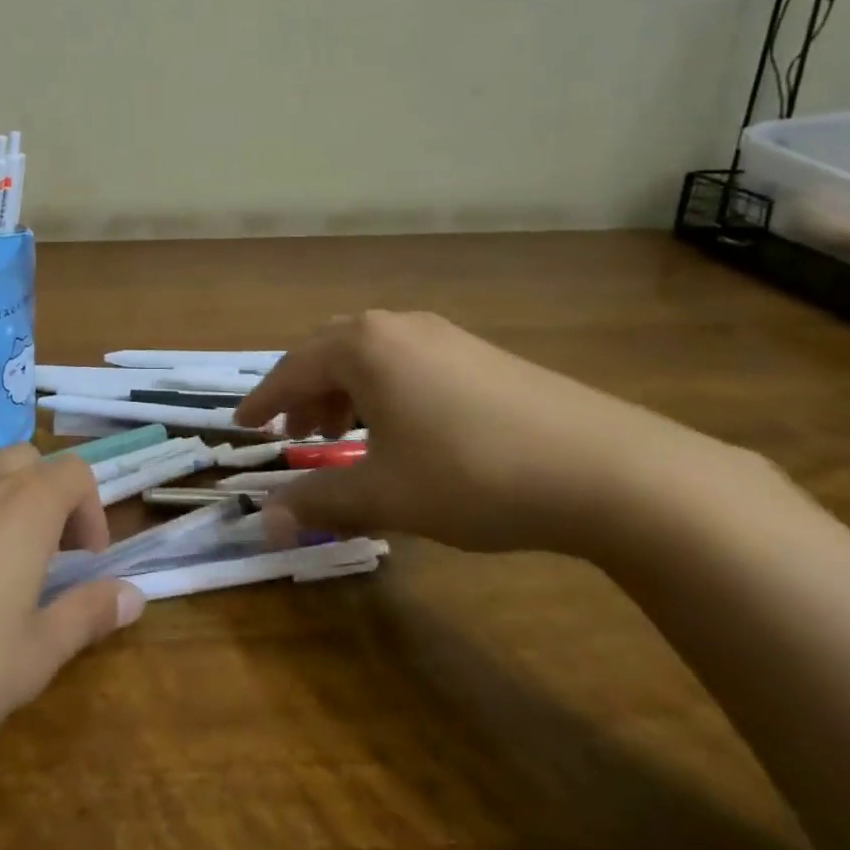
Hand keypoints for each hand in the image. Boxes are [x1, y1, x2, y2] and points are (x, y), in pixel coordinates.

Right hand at [234, 311, 720, 555]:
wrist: (608, 468)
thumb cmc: (473, 474)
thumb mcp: (386, 495)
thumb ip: (319, 503)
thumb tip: (263, 523)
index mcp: (362, 347)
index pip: (291, 370)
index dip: (263, 402)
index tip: (241, 426)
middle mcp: (396, 327)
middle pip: (328, 351)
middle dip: (303, 392)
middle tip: (295, 434)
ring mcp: (443, 335)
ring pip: (370, 354)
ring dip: (344, 390)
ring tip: (344, 434)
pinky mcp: (480, 353)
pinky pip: (408, 361)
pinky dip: (384, 389)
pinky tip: (403, 429)